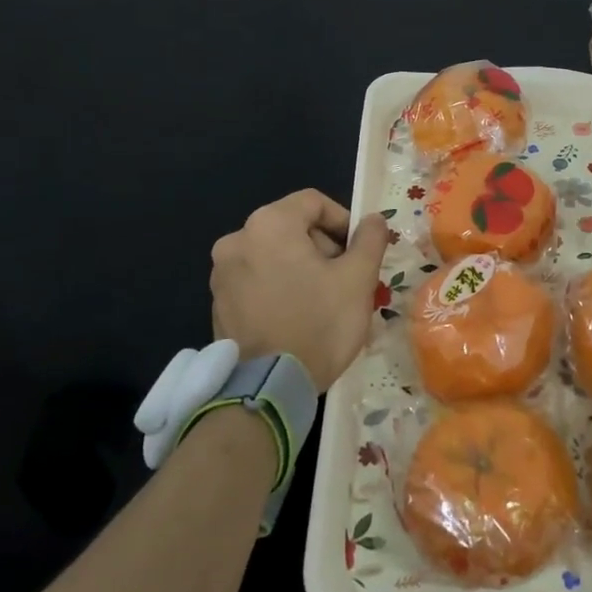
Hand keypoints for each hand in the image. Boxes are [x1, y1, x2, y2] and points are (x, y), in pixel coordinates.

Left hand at [210, 190, 389, 389]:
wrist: (268, 389)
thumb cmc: (318, 324)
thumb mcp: (358, 279)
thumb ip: (370, 239)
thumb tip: (373, 220)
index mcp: (269, 225)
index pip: (314, 202)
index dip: (344, 221)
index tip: (360, 251)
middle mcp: (237, 240)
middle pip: (292, 226)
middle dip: (323, 247)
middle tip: (345, 279)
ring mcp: (221, 273)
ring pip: (274, 254)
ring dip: (302, 267)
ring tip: (324, 300)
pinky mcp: (218, 303)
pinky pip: (257, 280)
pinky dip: (280, 286)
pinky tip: (298, 316)